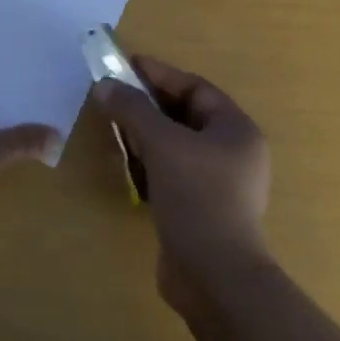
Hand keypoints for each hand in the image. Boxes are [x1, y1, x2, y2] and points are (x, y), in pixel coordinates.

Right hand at [89, 56, 271, 306]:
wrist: (214, 276)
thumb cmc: (197, 196)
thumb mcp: (161, 143)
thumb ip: (131, 109)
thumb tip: (103, 85)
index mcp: (236, 130)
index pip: (195, 88)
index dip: (159, 74)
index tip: (125, 64)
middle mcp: (233, 153)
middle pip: (185, 115)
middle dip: (148, 104)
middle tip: (113, 95)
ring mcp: (219, 183)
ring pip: (176, 145)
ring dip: (146, 134)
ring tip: (114, 126)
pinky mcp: (201, 208)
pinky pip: (172, 171)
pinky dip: (149, 162)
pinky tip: (128, 164)